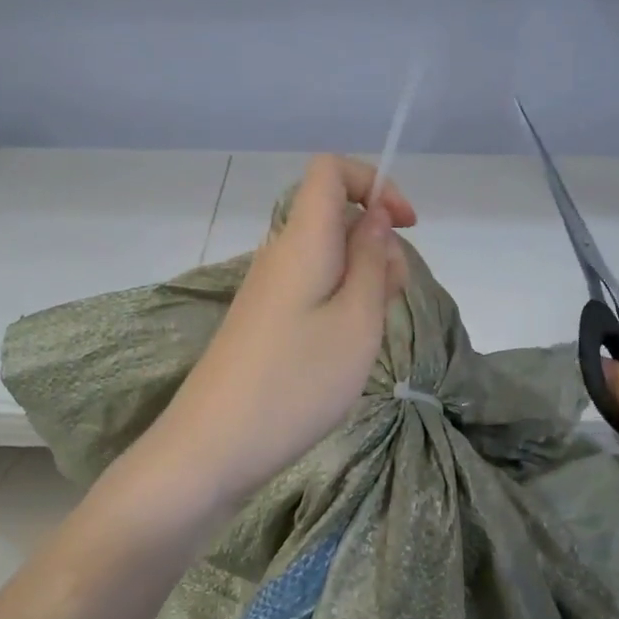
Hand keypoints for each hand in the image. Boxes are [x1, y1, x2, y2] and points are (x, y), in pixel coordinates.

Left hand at [147, 155, 414, 512]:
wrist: (213, 447)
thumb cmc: (295, 383)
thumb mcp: (356, 322)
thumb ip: (372, 261)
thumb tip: (375, 216)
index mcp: (302, 241)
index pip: (330, 170)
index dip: (374, 182)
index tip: (406, 227)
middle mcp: (279, 254)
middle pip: (334, 216)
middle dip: (378, 243)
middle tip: (391, 300)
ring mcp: (268, 289)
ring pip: (327, 257)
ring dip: (363, 279)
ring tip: (370, 333)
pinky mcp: (263, 321)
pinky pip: (311, 288)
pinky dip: (341, 303)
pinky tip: (345, 348)